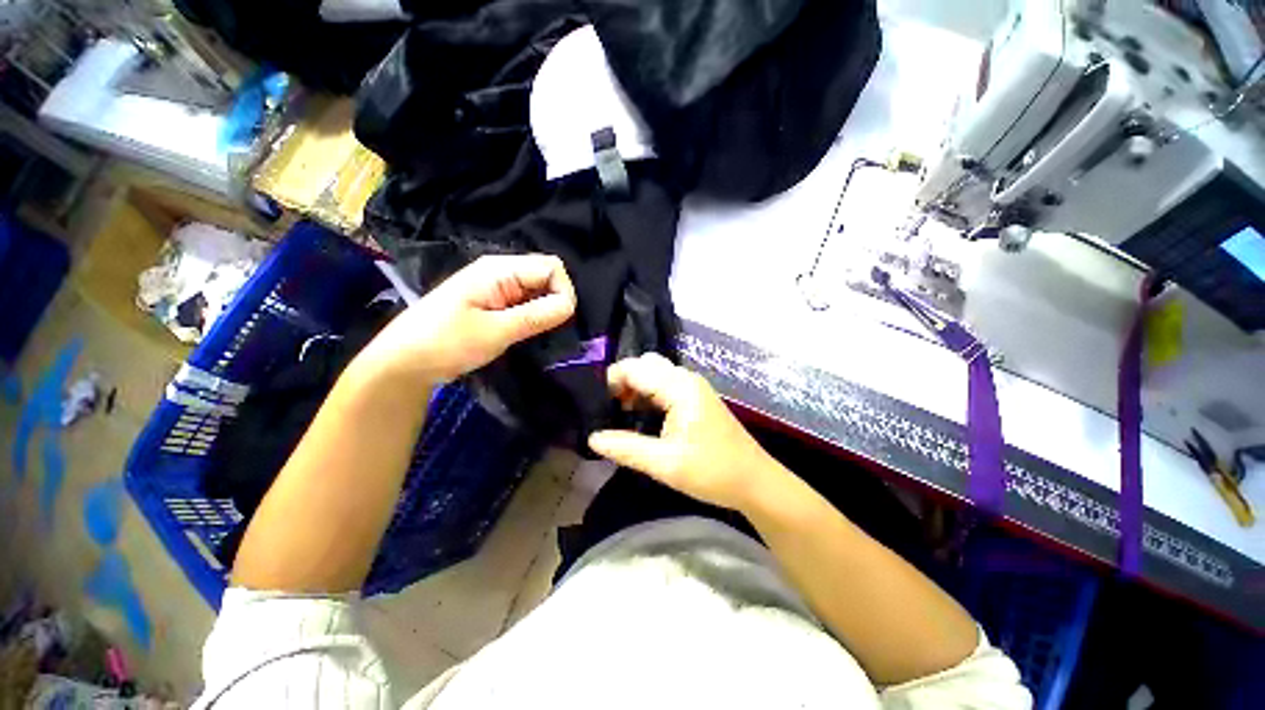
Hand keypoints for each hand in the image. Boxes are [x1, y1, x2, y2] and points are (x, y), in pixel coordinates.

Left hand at [360, 254, 576, 385]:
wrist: (405, 362)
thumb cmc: (446, 343)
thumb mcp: (496, 331)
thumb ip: (536, 316)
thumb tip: (571, 305)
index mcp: (499, 269)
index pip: (551, 267)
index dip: (563, 291)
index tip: (559, 321)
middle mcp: (500, 271)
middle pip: (546, 275)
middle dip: (556, 300)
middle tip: (548, 328)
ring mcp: (495, 286)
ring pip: (537, 289)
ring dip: (545, 309)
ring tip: (537, 333)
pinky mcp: (492, 301)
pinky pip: (525, 301)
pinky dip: (533, 314)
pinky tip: (526, 331)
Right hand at [588, 353, 785, 511]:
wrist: (754, 481)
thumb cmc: (711, 471)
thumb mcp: (665, 464)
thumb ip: (626, 448)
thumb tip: (592, 437)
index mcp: (679, 388)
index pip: (634, 368)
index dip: (610, 380)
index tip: (594, 403)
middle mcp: (685, 378)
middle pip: (644, 365)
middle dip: (623, 381)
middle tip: (608, 408)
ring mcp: (693, 386)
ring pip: (654, 373)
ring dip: (635, 388)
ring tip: (620, 413)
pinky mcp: (695, 397)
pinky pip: (665, 384)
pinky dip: (648, 394)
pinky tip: (641, 416)